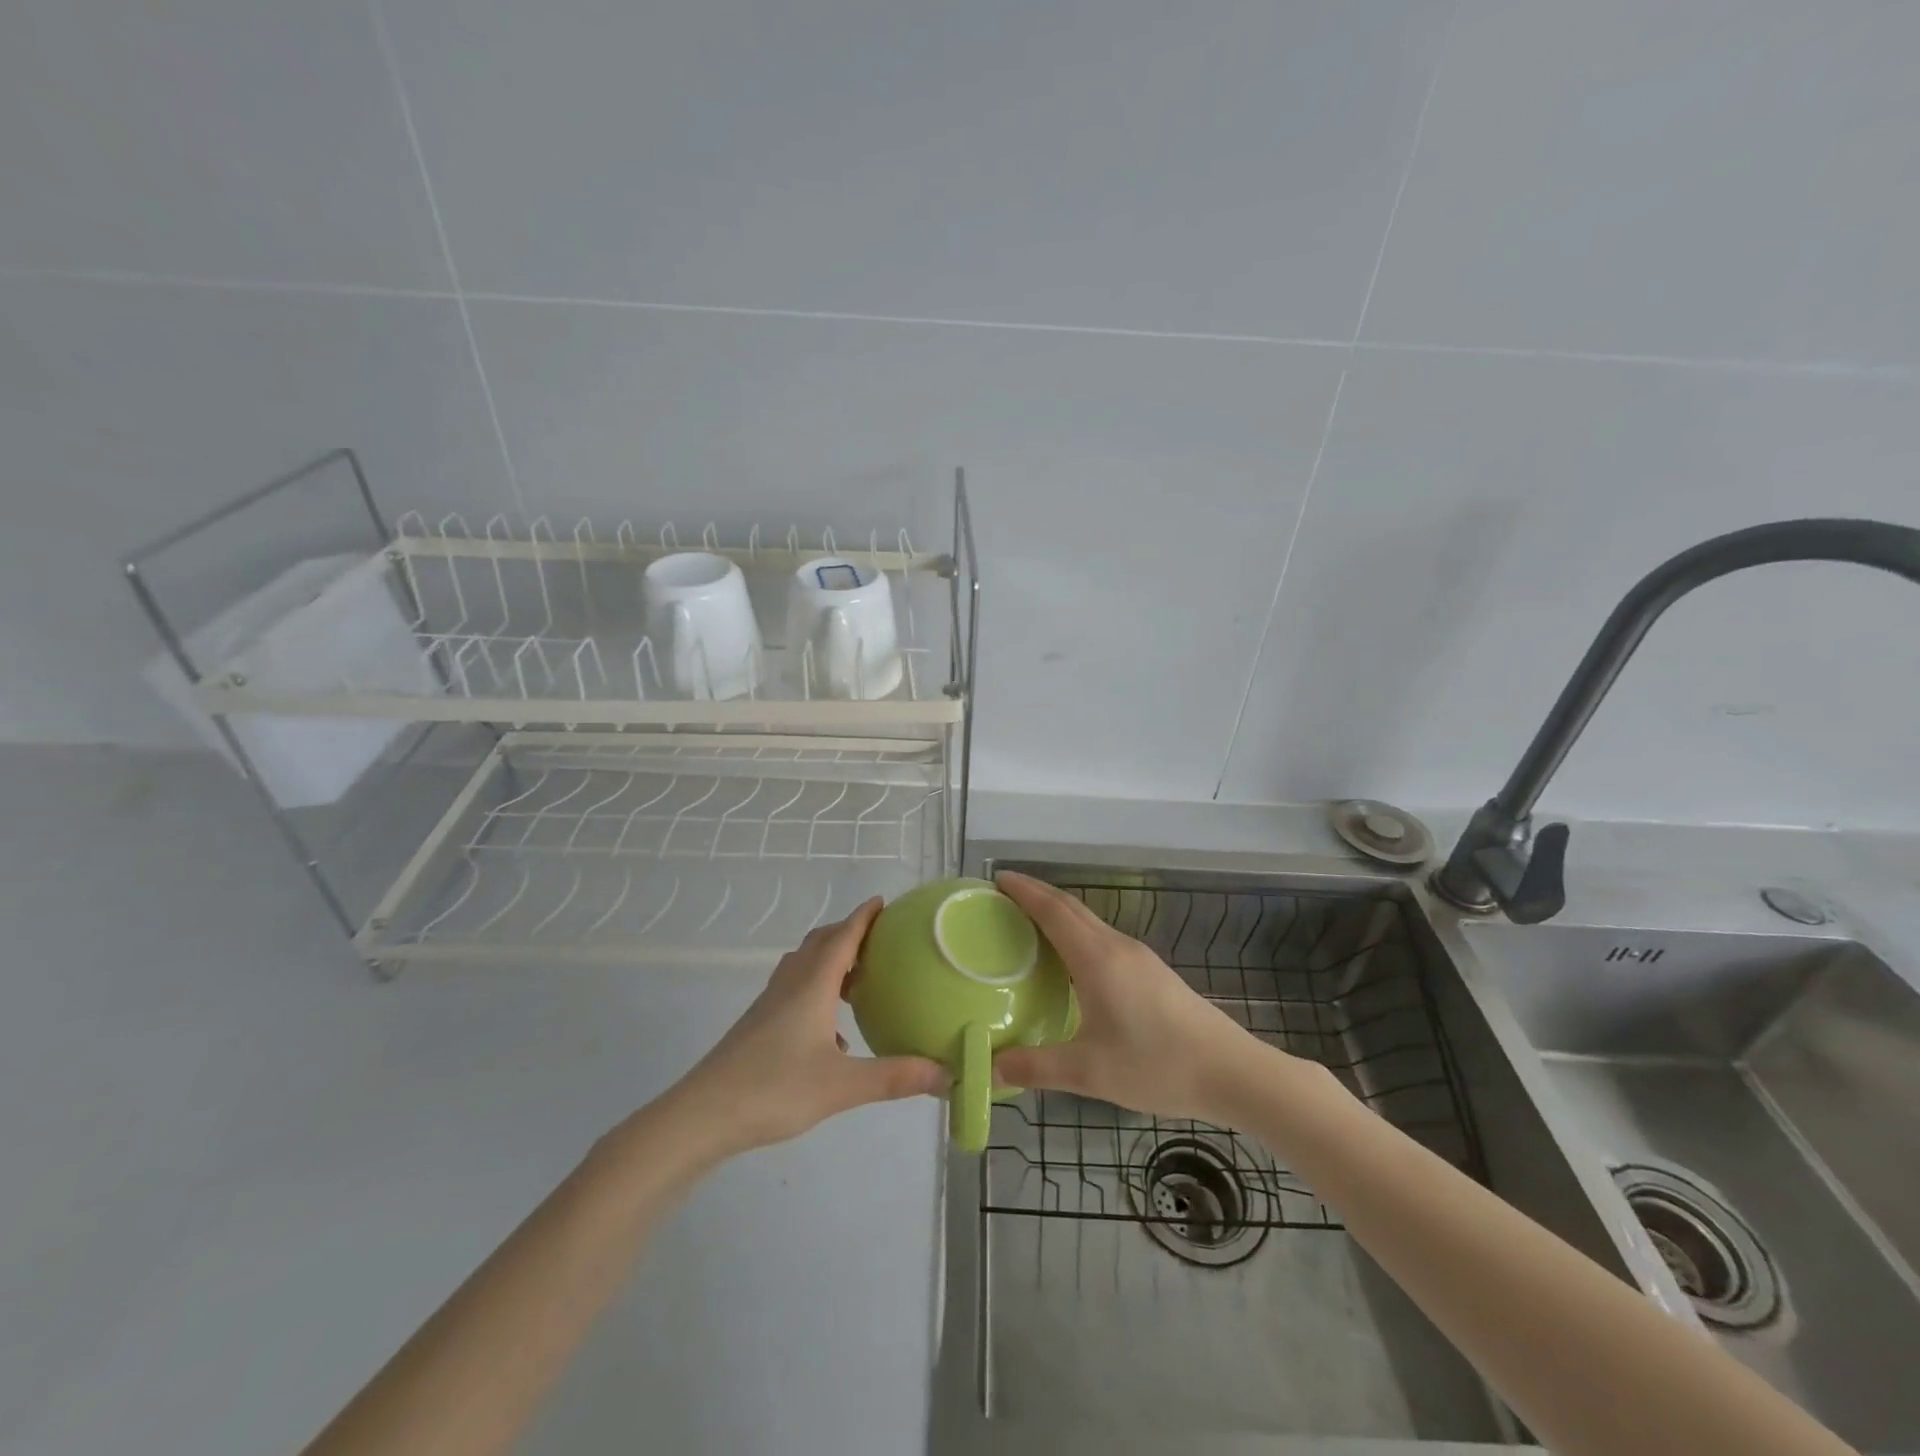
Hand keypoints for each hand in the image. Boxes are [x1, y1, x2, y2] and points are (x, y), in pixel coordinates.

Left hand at [662, 899, 947, 1157]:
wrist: (703, 1115)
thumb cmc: (774, 1088)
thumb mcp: (842, 1085)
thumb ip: (895, 1077)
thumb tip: (947, 1073)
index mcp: (812, 986)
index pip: (843, 937)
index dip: (863, 917)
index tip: (883, 901)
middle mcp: (791, 985)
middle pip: (820, 944)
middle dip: (848, 932)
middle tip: (879, 937)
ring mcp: (770, 1004)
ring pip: (804, 966)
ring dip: (831, 960)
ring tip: (858, 976)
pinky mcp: (759, 1026)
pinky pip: (794, 991)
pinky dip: (817, 992)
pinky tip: (833, 1032)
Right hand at [991, 871, 1275, 1123]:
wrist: (1231, 1071)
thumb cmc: (1157, 1065)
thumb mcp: (1090, 1072)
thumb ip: (1037, 1067)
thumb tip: (993, 1067)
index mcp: (1097, 959)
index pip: (1053, 911)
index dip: (1024, 891)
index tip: (997, 878)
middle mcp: (1117, 947)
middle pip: (1071, 908)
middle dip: (1036, 895)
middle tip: (1003, 897)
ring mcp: (1139, 957)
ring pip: (1089, 921)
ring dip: (1058, 912)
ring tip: (1029, 924)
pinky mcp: (1152, 972)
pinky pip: (1102, 938)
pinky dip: (1076, 933)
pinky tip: (1071, 960)